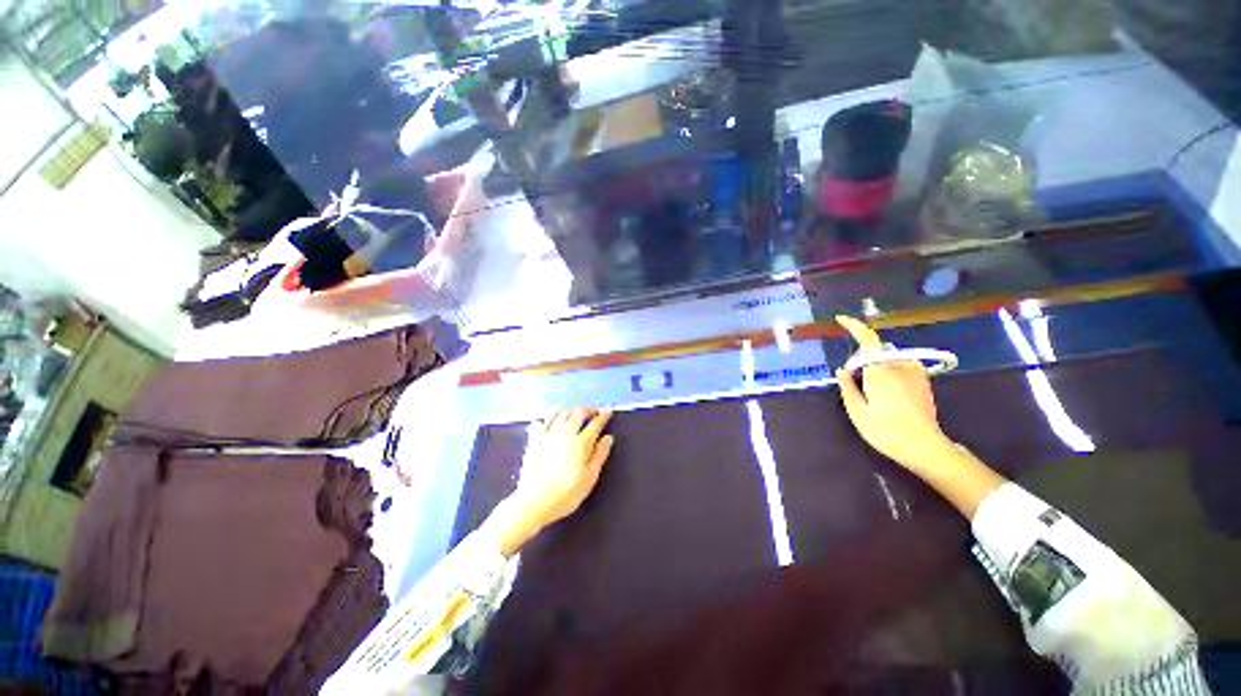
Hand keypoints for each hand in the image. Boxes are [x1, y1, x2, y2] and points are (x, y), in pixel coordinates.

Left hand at [489, 408, 614, 555]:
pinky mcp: (534, 440)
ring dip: (570, 410)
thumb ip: (600, 455)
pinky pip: (542, 422)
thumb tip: (608, 438)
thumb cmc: (566, 493)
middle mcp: (565, 433)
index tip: (607, 412)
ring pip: (561, 413)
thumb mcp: (590, 477)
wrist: (534, 501)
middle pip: (578, 413)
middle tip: (593, 411)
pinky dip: (549, 418)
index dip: (603, 416)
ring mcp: (548, 434)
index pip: (595, 423)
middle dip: (588, 410)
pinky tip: (551, 420)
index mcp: (581, 442)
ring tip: (575, 413)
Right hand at [834, 315, 953, 473]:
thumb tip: (842, 370)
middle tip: (853, 382)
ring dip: (875, 366)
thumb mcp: (858, 413)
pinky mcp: (923, 380)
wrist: (926, 448)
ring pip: (887, 359)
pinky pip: (900, 365)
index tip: (841, 319)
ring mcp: (914, 373)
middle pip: (874, 351)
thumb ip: (848, 388)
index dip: (854, 327)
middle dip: (860, 359)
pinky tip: (888, 391)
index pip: (868, 340)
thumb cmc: (887, 432)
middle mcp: (899, 367)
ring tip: (871, 391)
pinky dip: (888, 370)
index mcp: (880, 373)